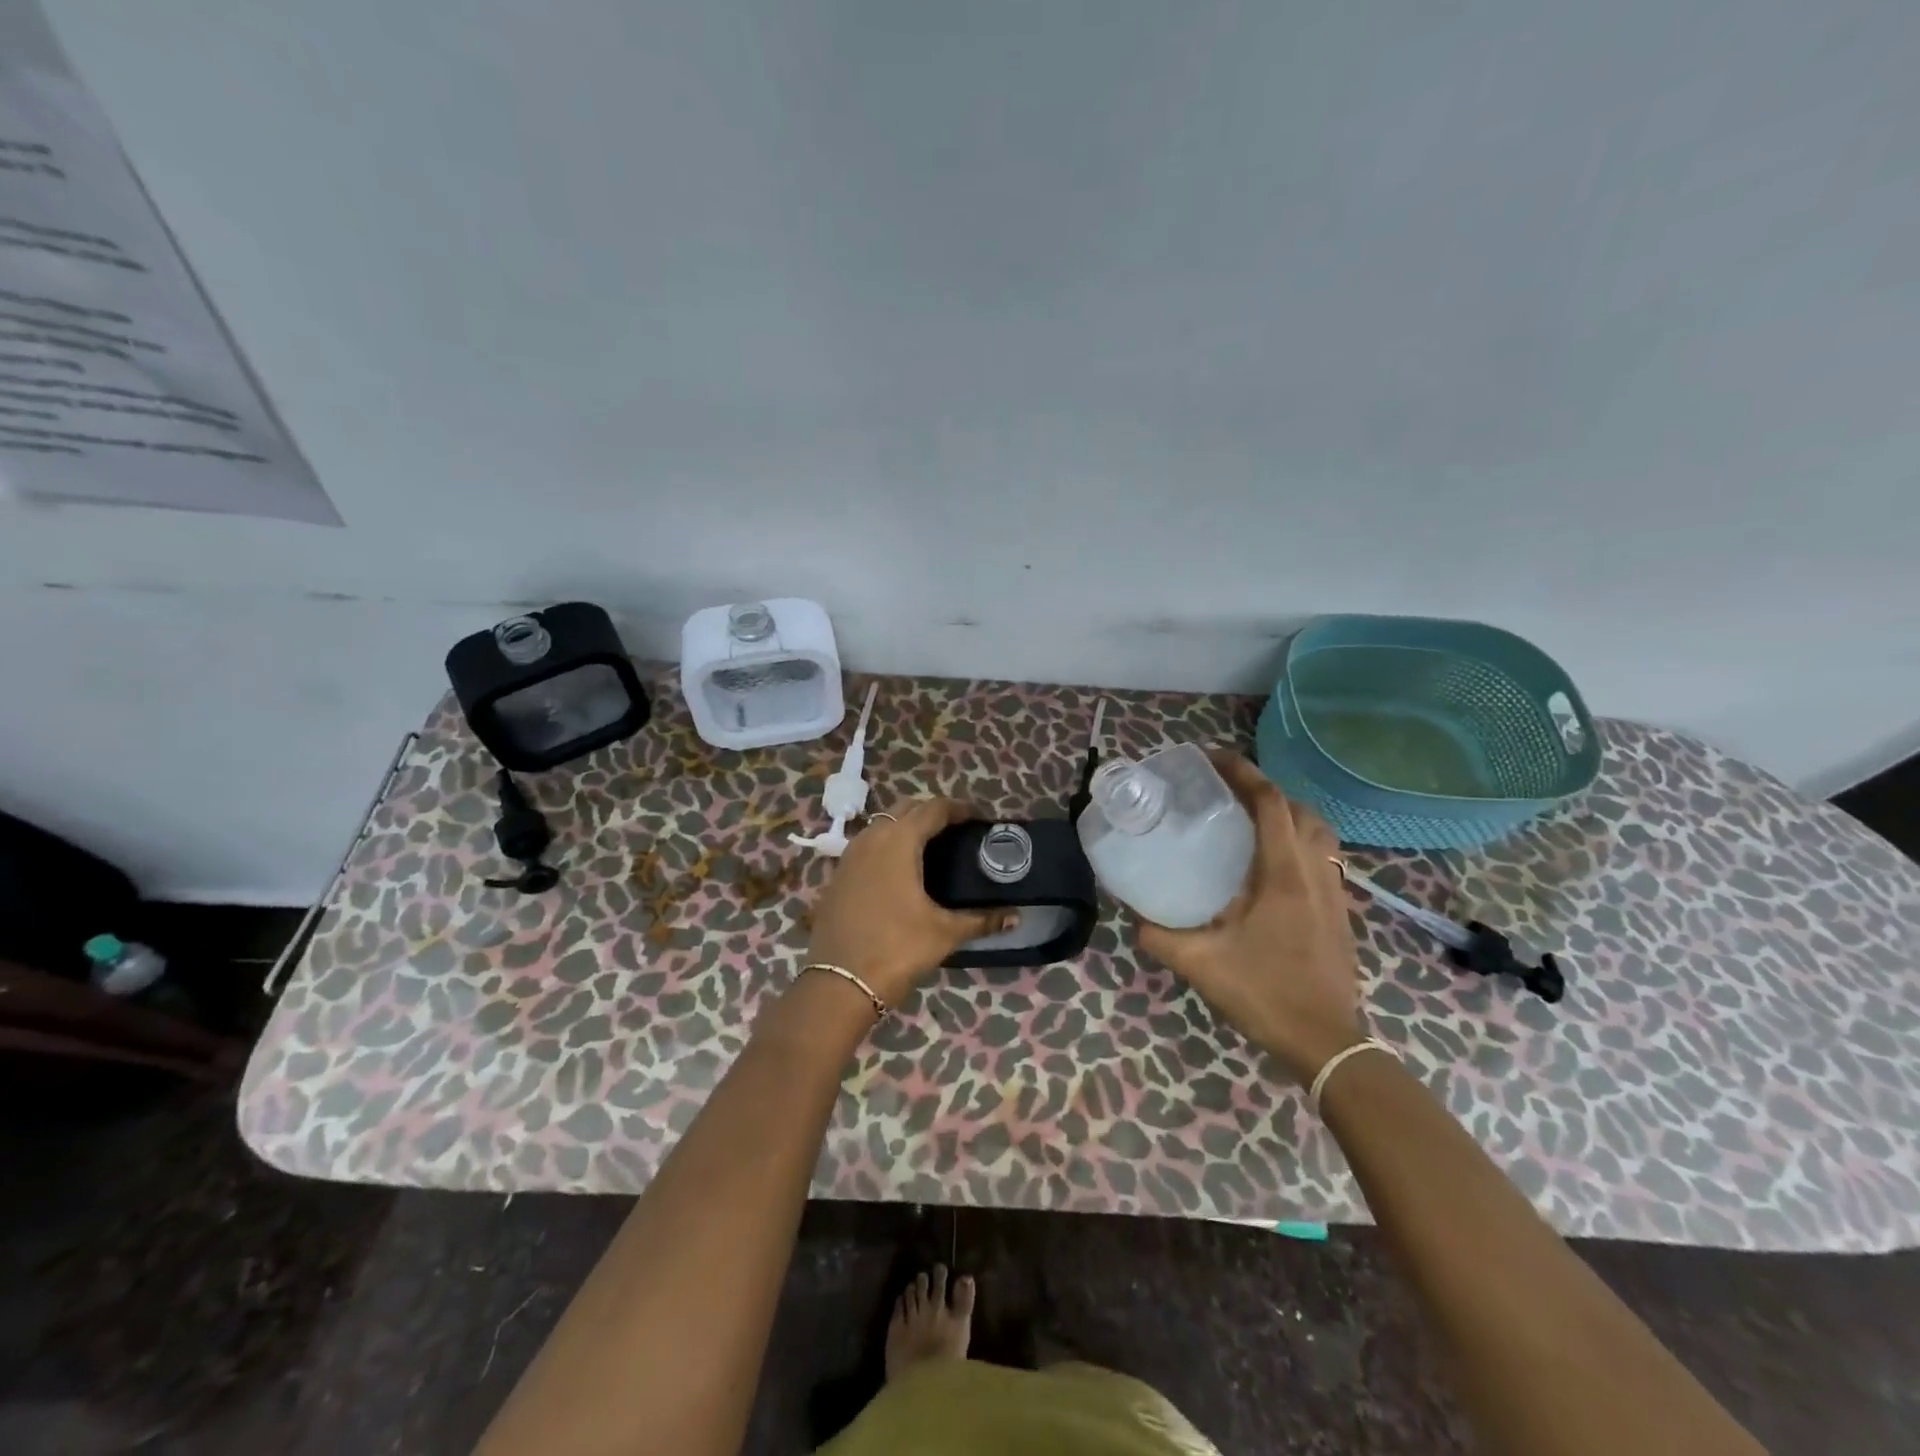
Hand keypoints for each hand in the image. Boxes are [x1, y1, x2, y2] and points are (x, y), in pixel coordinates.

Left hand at [808, 798, 1012, 1007]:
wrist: (838, 983)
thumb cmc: (896, 949)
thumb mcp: (944, 933)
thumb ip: (981, 920)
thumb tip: (1016, 917)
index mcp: (899, 841)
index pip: (933, 808)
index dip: (959, 808)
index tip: (979, 818)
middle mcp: (871, 838)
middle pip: (906, 809)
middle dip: (932, 812)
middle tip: (958, 830)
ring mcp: (849, 856)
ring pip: (882, 825)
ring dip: (906, 826)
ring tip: (932, 847)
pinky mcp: (838, 875)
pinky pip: (867, 845)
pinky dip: (887, 845)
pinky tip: (901, 870)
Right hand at [1138, 752, 1363, 1083]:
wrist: (1326, 1041)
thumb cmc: (1265, 993)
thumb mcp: (1201, 964)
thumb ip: (1161, 937)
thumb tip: (1134, 918)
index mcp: (1283, 873)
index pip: (1270, 802)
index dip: (1243, 773)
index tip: (1213, 759)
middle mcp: (1314, 872)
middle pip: (1298, 809)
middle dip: (1264, 790)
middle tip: (1226, 793)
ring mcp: (1334, 892)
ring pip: (1318, 832)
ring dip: (1288, 814)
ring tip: (1252, 822)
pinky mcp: (1340, 912)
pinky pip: (1323, 857)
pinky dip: (1300, 842)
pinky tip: (1273, 867)